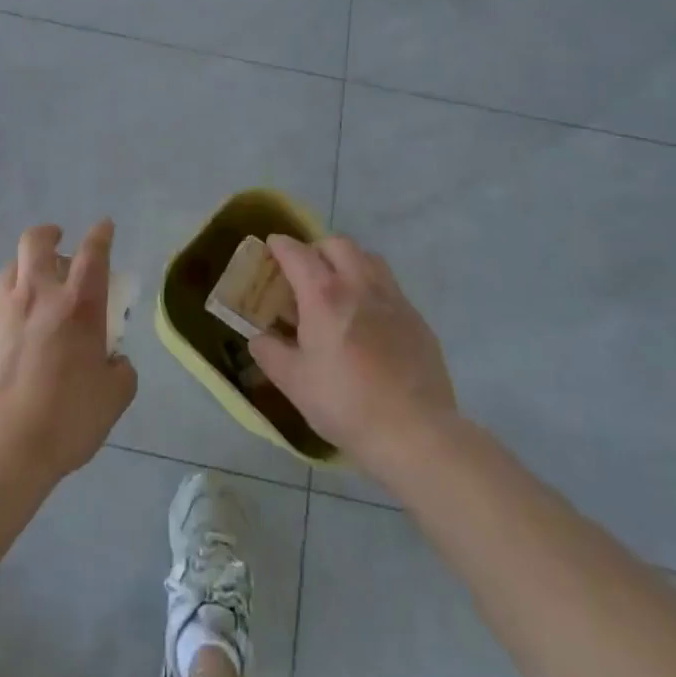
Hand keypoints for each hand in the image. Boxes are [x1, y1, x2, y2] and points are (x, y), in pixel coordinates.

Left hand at [0, 220, 137, 480]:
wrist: (0, 449)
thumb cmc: (66, 420)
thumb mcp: (113, 398)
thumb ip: (120, 371)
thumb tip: (113, 361)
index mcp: (77, 305)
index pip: (93, 253)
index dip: (101, 234)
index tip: (104, 227)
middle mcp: (37, 296)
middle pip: (36, 242)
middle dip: (49, 234)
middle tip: (58, 242)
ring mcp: (1, 312)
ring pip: (10, 269)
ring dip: (25, 269)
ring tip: (34, 288)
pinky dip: (9, 309)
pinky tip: (14, 336)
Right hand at [248, 236, 456, 482]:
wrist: (415, 433)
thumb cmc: (345, 404)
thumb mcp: (293, 382)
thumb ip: (269, 352)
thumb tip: (258, 337)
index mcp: (324, 295)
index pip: (297, 253)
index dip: (280, 246)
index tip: (271, 248)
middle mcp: (360, 285)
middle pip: (337, 244)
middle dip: (317, 249)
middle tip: (306, 272)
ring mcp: (393, 299)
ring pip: (369, 258)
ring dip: (348, 262)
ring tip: (339, 288)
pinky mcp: (417, 319)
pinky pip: (390, 287)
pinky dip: (372, 288)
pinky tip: (368, 320)